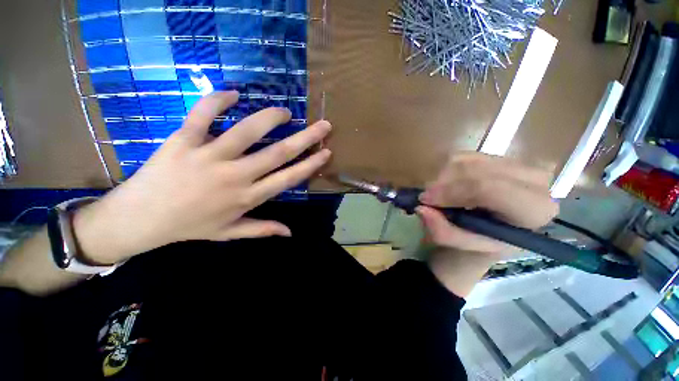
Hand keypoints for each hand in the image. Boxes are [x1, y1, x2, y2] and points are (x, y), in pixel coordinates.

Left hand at [74, 91, 331, 264]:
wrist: (139, 219)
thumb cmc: (189, 227)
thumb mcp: (230, 232)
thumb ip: (262, 229)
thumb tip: (290, 232)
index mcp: (247, 197)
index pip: (289, 178)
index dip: (310, 164)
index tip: (326, 152)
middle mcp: (235, 176)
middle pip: (278, 153)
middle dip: (306, 138)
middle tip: (323, 125)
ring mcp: (209, 157)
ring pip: (247, 131)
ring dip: (270, 118)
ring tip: (285, 111)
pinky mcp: (182, 142)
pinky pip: (202, 115)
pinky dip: (217, 100)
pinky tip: (233, 93)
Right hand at [416, 152, 558, 257]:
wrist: (498, 230)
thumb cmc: (484, 242)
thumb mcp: (464, 246)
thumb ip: (443, 231)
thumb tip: (420, 209)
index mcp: (534, 210)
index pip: (488, 188)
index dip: (451, 192)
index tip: (425, 200)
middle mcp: (536, 181)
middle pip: (475, 170)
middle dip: (443, 183)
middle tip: (427, 198)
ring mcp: (519, 164)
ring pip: (468, 160)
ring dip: (444, 177)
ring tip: (441, 194)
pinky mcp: (502, 156)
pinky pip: (465, 155)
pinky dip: (448, 169)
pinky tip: (450, 184)